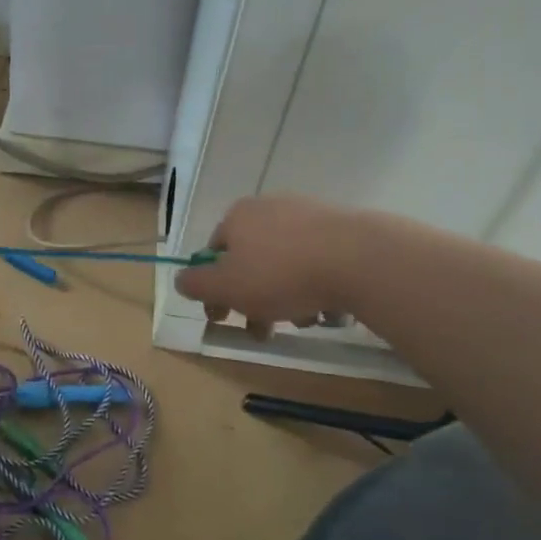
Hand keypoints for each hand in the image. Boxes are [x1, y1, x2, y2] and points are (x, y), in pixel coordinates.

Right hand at [174, 195, 356, 337]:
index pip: (214, 253)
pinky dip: (315, 286)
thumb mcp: (225, 287)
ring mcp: (309, 215)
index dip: (214, 289)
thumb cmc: (281, 273)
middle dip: (253, 300)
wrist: (360, 259)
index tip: (223, 318)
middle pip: (251, 261)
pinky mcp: (342, 229)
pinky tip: (325, 307)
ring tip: (300, 322)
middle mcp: (270, 208)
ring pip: (285, 265)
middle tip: (262, 331)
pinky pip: (317, 262)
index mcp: (237, 216)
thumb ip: (196, 284)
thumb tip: (180, 279)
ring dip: (284, 297)